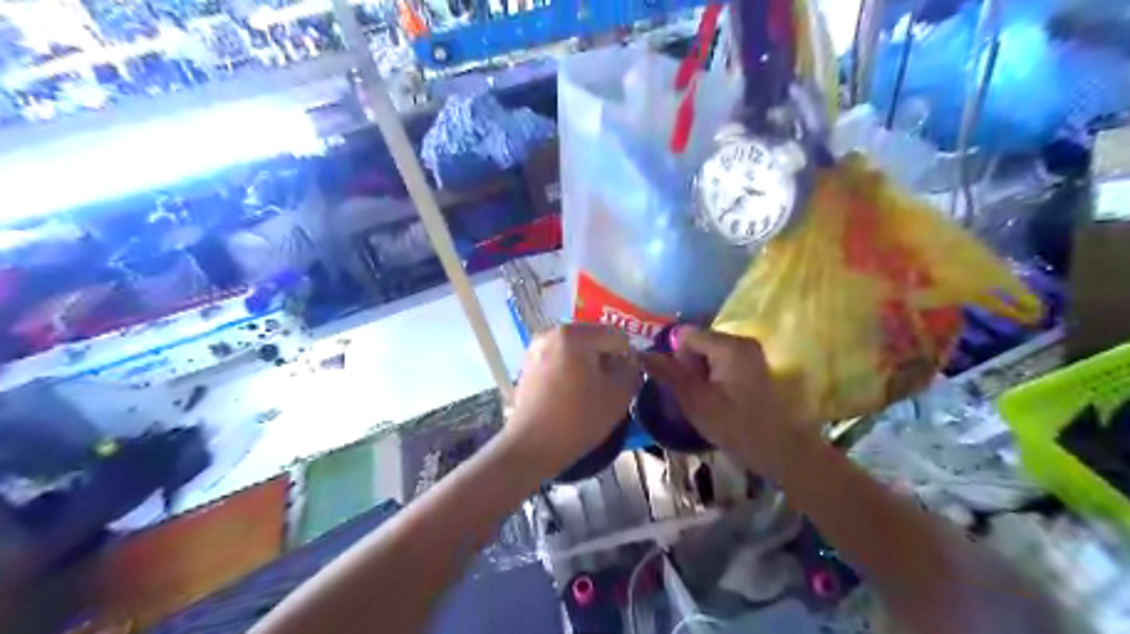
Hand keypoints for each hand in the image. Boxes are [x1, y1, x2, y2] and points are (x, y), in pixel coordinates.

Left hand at [505, 325, 644, 477]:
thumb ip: (631, 370)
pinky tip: (572, 394)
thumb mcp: (617, 396)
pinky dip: (571, 370)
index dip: (627, 358)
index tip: (626, 381)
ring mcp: (537, 347)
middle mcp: (552, 332)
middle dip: (606, 359)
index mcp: (575, 334)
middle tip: (610, 387)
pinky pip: (560, 358)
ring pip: (577, 349)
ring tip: (591, 392)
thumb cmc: (578, 419)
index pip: (616, 336)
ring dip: (589, 365)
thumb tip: (629, 359)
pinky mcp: (528, 363)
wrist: (531, 446)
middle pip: (594, 338)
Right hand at [639, 326, 816, 478]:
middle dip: (690, 366)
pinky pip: (722, 360)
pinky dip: (714, 376)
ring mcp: (751, 352)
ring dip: (701, 373)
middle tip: (696, 396)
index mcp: (729, 345)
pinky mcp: (754, 364)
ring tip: (707, 399)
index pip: (686, 336)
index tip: (684, 385)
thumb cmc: (735, 426)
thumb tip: (641, 354)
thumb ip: (668, 374)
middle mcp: (742, 340)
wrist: (779, 450)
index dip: (678, 359)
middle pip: (698, 342)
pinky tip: (719, 398)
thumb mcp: (695, 401)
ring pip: (709, 353)